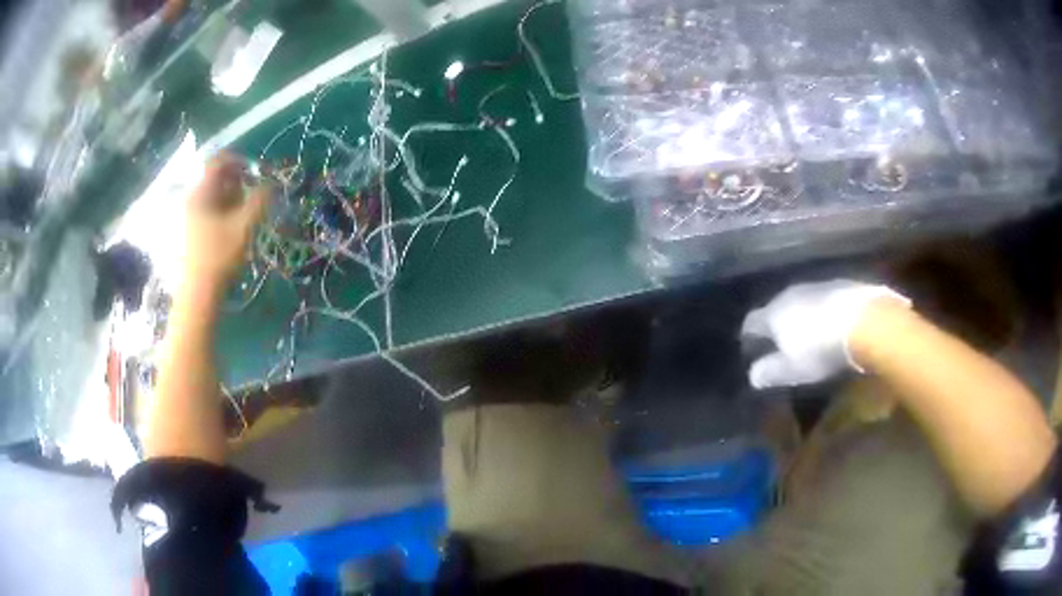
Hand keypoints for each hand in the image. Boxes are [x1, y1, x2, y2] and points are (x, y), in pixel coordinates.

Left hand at [181, 153, 268, 295]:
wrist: (198, 294)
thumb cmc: (219, 257)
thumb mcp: (244, 227)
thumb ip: (259, 201)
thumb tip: (271, 184)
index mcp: (201, 193)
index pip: (218, 161)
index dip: (239, 160)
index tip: (257, 171)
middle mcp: (193, 199)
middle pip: (216, 177)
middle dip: (238, 181)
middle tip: (254, 195)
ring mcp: (191, 215)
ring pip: (214, 194)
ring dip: (233, 197)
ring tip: (246, 213)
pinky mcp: (192, 230)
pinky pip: (210, 208)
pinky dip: (225, 210)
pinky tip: (235, 226)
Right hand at [740, 280, 909, 388]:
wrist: (866, 321)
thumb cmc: (821, 349)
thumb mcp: (793, 370)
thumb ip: (770, 372)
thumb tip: (753, 375)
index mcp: (773, 313)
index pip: (751, 323)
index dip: (749, 337)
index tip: (752, 351)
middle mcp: (790, 293)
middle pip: (776, 308)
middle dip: (776, 326)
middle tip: (781, 346)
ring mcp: (817, 285)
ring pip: (801, 302)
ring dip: (800, 317)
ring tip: (808, 336)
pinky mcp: (840, 284)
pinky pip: (822, 299)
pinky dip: (821, 312)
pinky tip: (831, 326)